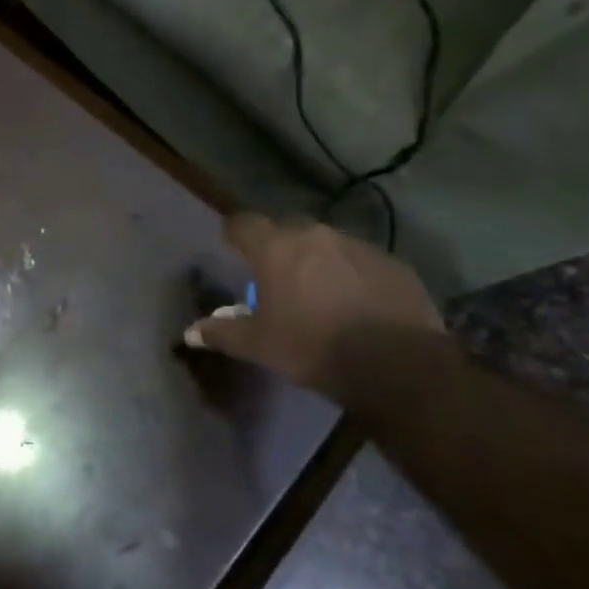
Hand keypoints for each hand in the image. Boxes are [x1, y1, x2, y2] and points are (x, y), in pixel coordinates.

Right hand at [183, 211, 443, 394]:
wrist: (398, 365)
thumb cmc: (313, 347)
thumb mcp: (259, 346)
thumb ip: (222, 333)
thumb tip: (190, 333)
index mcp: (275, 248)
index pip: (243, 223)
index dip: (235, 233)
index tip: (232, 248)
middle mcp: (315, 236)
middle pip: (287, 230)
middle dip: (279, 248)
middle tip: (277, 277)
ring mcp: (358, 247)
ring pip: (327, 245)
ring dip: (318, 261)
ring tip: (321, 293)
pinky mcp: (394, 265)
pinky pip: (362, 262)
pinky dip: (353, 276)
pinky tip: (357, 304)